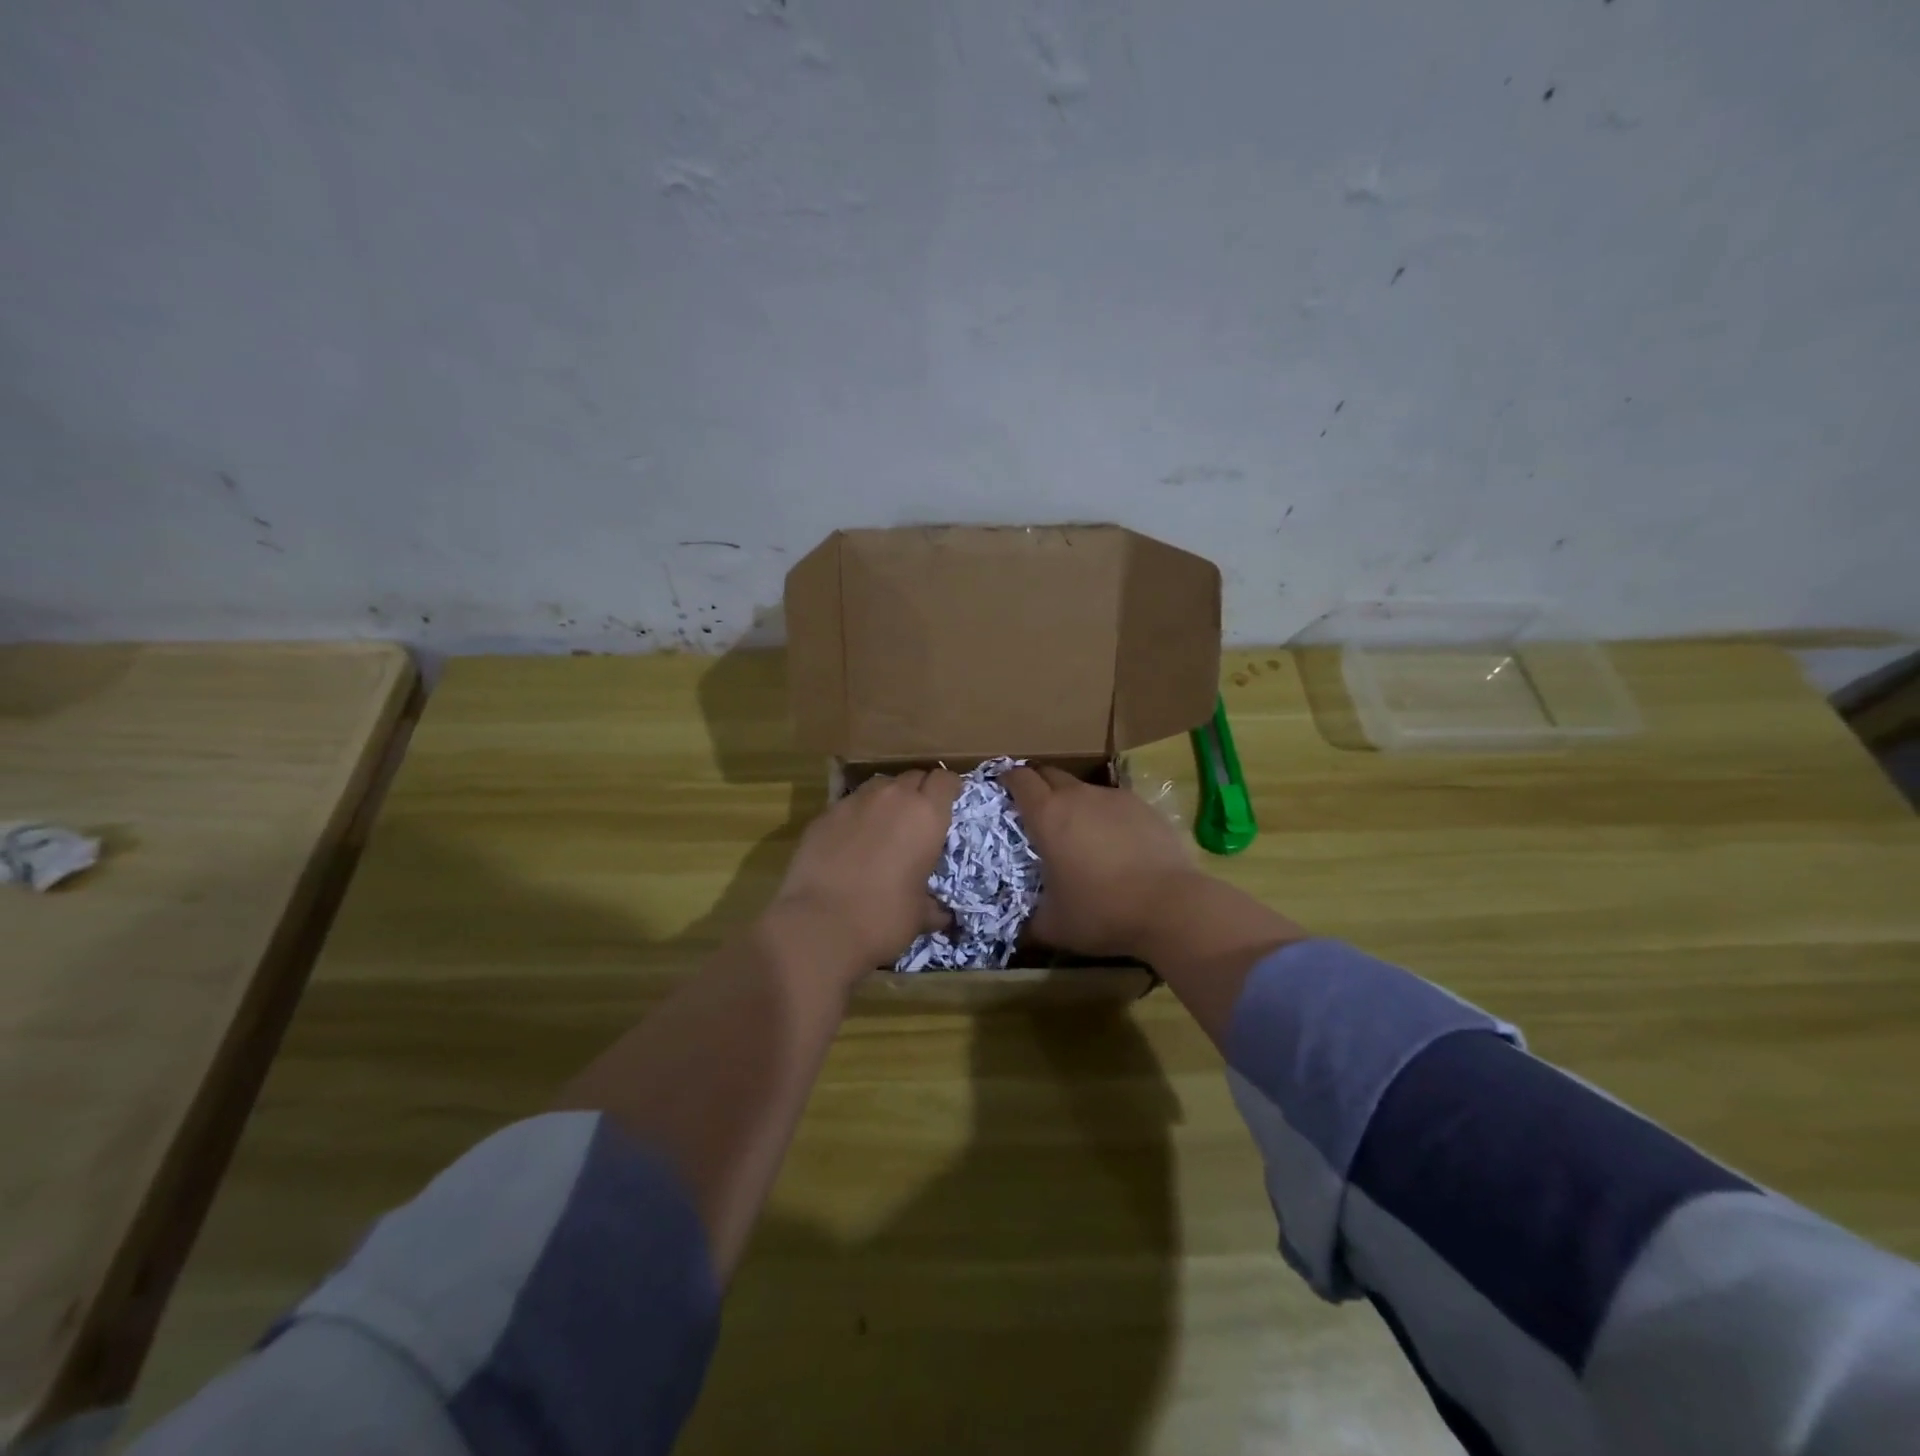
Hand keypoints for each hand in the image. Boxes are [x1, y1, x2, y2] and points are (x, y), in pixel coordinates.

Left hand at [770, 769, 959, 972]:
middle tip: (918, 818)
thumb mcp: (920, 915)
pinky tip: (850, 843)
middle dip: (919, 792)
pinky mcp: (824, 815)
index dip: (950, 788)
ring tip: (884, 827)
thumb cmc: (884, 918)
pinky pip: (848, 805)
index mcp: (926, 815)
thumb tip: (941, 915)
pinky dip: (856, 817)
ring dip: (887, 800)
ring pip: (879, 786)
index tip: (950, 802)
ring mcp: (854, 802)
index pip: (945, 780)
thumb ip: (934, 905)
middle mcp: (892, 798)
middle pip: (913, 777)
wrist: (821, 925)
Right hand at [1002, 766, 1207, 959]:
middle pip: (1050, 773)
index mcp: (1047, 815)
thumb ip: (1032, 921)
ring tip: (1079, 830)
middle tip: (1036, 808)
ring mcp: (1114, 798)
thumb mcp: (1054, 926)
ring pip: (1084, 788)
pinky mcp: (1144, 807)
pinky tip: (1115, 842)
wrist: (1170, 906)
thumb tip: (1023, 928)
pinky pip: (1114, 803)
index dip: (1008, 779)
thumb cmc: (1101, 912)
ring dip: (1074, 801)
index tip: (1003, 787)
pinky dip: (1106, 815)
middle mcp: (1078, 796)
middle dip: (1038, 784)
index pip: (1019, 779)